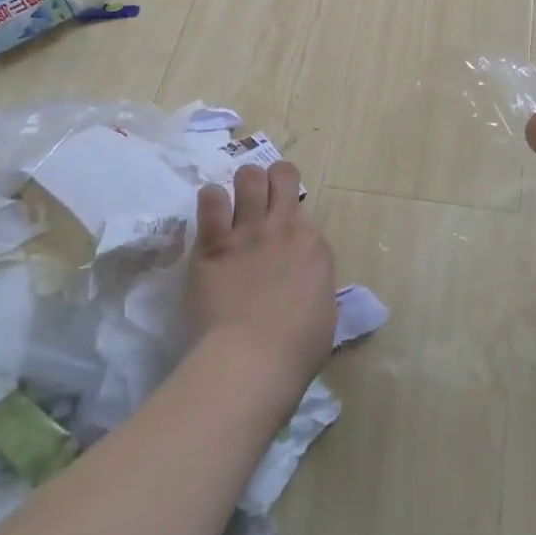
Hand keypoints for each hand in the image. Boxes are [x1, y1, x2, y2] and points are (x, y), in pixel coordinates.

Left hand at [187, 162, 336, 402]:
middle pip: (281, 175)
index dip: (293, 222)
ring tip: (235, 203)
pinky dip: (211, 200)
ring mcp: (248, 231)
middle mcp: (284, 227)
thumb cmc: (296, 349)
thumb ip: (315, 285)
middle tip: (264, 198)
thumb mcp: (324, 313)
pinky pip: (211, 199)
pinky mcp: (214, 242)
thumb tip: (305, 284)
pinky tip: (211, 212)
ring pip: (248, 176)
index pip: (304, 214)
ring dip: (243, 185)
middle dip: (273, 179)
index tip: (284, 241)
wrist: (252, 359)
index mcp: (314, 245)